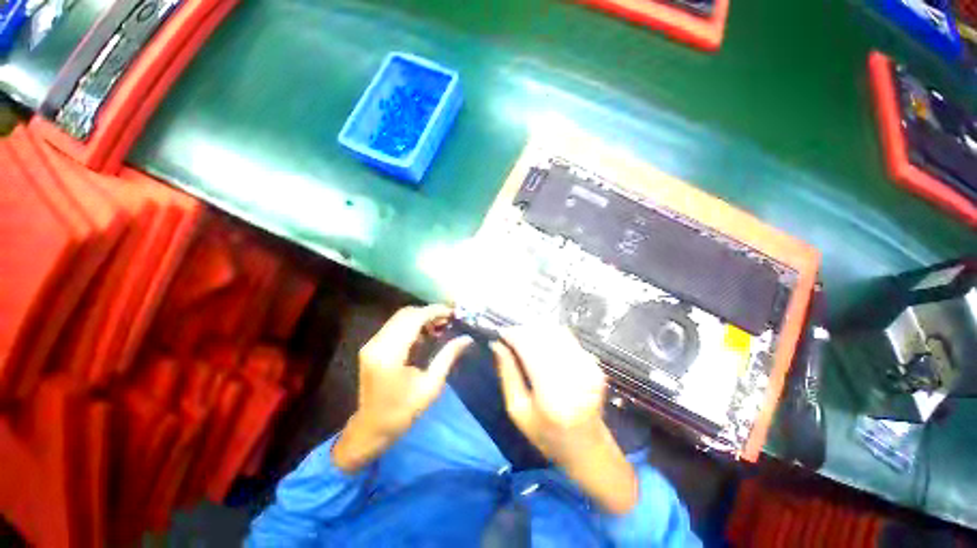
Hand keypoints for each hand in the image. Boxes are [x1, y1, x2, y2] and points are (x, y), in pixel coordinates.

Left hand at [332, 305, 470, 472]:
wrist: (371, 428)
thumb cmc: (403, 412)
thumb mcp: (431, 386)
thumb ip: (448, 357)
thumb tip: (467, 338)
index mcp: (390, 355)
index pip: (413, 319)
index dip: (434, 311)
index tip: (453, 313)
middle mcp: (377, 344)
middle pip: (405, 314)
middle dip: (429, 312)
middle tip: (448, 320)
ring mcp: (371, 344)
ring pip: (400, 318)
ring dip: (421, 317)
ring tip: (440, 327)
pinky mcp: (371, 346)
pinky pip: (394, 326)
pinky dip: (412, 325)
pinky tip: (425, 335)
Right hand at [492, 326, 638, 513]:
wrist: (589, 449)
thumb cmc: (547, 436)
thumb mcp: (518, 410)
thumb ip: (507, 373)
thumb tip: (496, 344)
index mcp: (552, 394)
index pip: (530, 347)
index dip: (513, 334)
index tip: (499, 333)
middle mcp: (574, 375)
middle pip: (543, 335)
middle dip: (522, 330)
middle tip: (509, 337)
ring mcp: (588, 367)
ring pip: (555, 331)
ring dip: (535, 330)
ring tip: (523, 340)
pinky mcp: (594, 363)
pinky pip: (567, 338)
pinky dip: (550, 335)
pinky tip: (541, 345)